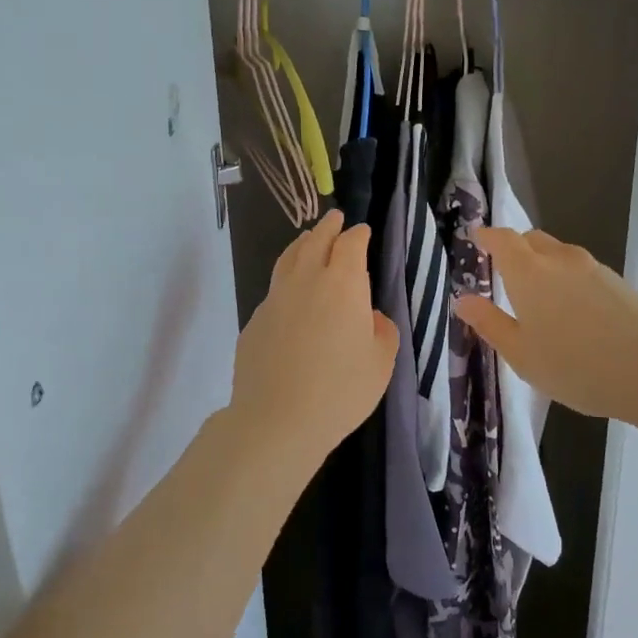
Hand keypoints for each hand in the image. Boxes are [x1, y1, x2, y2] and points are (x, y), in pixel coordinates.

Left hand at [228, 210, 397, 473]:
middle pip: (316, 241)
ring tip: (308, 238)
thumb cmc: (340, 390)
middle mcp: (307, 280)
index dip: (357, 235)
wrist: (277, 419)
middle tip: (335, 218)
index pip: (350, 245)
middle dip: (328, 227)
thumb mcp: (381, 363)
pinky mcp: (255, 320)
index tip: (362, 231)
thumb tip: (369, 316)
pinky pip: (274, 288)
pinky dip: (286, 278)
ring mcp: (275, 298)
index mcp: (343, 284)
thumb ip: (382, 330)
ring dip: (302, 244)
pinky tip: (290, 292)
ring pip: (288, 258)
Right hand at [453, 226, 637, 428]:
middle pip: (531, 240)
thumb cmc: (576, 367)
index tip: (475, 240)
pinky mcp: (619, 282)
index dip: (486, 237)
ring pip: (559, 254)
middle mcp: (560, 260)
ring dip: (543, 265)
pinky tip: (573, 312)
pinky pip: (581, 270)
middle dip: (514, 249)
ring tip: (539, 298)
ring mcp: (594, 268)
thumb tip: (462, 299)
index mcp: (529, 272)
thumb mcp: (522, 355)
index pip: (502, 239)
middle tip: (503, 273)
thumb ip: (490, 323)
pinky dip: (568, 279)